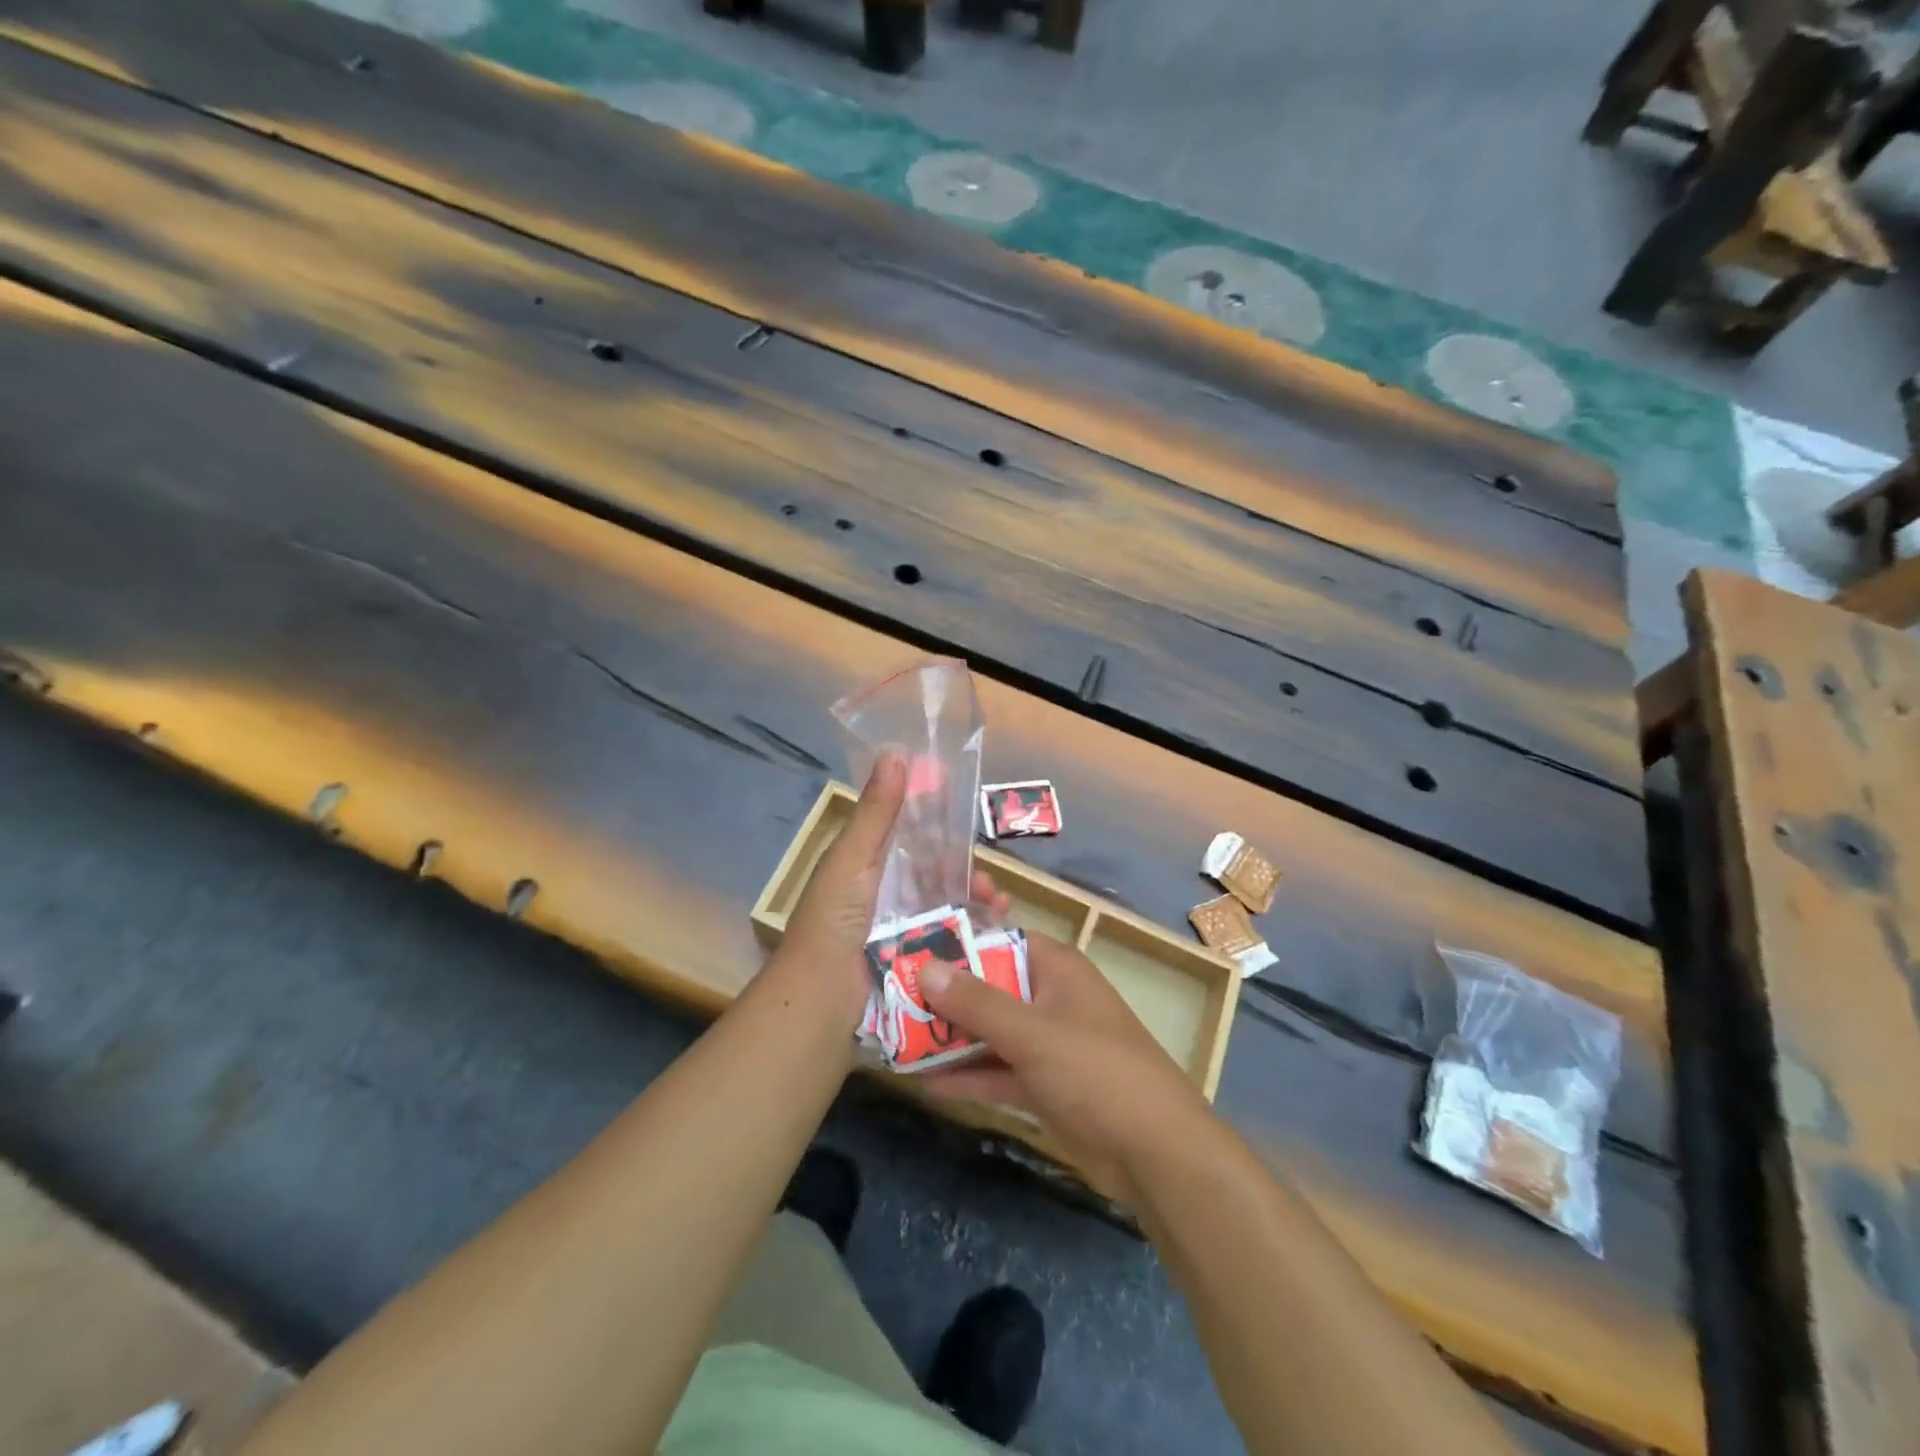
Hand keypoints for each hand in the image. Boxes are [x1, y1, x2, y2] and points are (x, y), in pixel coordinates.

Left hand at [763, 755, 1010, 1033]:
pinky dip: (974, 933)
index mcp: (866, 868)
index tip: (970, 822)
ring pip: (947, 908)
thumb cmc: (834, 921)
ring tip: (999, 906)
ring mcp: (900, 933)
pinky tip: (996, 930)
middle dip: (966, 874)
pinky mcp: (915, 962)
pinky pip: (949, 940)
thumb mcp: (853, 859)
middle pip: (934, 877)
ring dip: (976, 902)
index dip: (938, 827)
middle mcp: (884, 898)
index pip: (908, 838)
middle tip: (989, 882)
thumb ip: (876, 812)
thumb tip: (896, 752)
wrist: (822, 1001)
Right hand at [918, 927, 1214, 1201]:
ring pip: (989, 1031)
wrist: (1156, 1153)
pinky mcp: (1044, 1084)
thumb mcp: (1031, 1033)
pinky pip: (998, 1070)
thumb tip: (925, 967)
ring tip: (895, 1039)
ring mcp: (1047, 1043)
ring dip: (950, 1037)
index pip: (998, 938)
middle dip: (944, 995)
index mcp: (1055, 967)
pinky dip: (968, 1075)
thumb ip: (976, 1002)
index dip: (957, 941)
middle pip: (988, 986)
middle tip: (889, 997)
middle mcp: (1049, 997)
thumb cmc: (1096, 1071)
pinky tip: (925, 1083)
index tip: (910, 946)